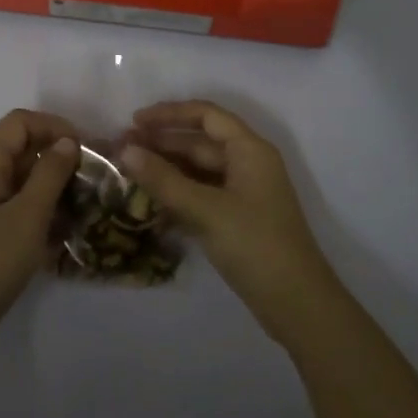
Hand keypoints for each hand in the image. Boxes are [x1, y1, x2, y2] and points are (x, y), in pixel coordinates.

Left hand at [0, 109, 80, 362]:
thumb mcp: (29, 216)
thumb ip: (51, 174)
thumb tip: (67, 143)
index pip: (20, 122)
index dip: (54, 126)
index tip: (85, 149)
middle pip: (19, 148)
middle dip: (56, 158)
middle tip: (90, 181)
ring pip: (18, 179)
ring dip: (49, 187)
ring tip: (81, 208)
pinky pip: (12, 205)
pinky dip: (36, 210)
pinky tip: (59, 234)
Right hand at [122, 101, 341, 345]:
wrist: (296, 303)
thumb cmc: (255, 244)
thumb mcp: (206, 210)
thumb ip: (164, 179)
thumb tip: (125, 151)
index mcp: (249, 150)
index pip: (206, 115)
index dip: (169, 114)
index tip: (135, 121)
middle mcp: (248, 163)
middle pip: (200, 142)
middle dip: (162, 143)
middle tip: (121, 150)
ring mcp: (244, 192)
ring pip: (199, 170)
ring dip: (166, 170)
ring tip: (129, 173)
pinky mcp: (237, 218)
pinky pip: (202, 194)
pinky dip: (178, 194)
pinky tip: (149, 203)